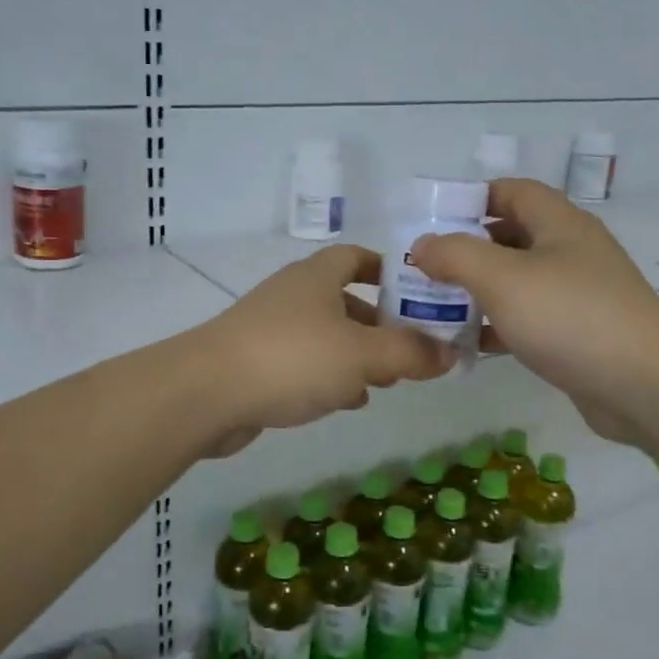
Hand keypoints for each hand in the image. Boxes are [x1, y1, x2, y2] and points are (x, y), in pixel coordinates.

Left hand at [194, 244, 456, 456]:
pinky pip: (304, 363)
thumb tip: (450, 353)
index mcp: (317, 277)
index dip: (390, 270)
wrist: (208, 393)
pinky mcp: (257, 364)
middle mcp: (293, 295)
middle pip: (346, 300)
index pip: (358, 257)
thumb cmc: (293, 358)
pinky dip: (330, 377)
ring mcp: (271, 329)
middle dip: (381, 323)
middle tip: (413, 350)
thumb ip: (410, 352)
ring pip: (327, 336)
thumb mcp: (363, 354)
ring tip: (388, 381)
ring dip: (358, 355)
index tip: (420, 293)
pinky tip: (348, 401)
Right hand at [409, 179, 658, 445]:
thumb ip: (455, 255)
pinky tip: (470, 344)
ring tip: (437, 306)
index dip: (472, 198)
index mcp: (559, 223)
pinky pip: (530, 318)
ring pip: (518, 281)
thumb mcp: (501, 278)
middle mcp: (571, 251)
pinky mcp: (579, 333)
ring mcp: (579, 294)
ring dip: (479, 290)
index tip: (433, 220)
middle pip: (512, 236)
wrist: (645, 385)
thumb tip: (423, 245)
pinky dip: (499, 325)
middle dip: (467, 248)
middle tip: (426, 269)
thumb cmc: (569, 316)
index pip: (512, 191)